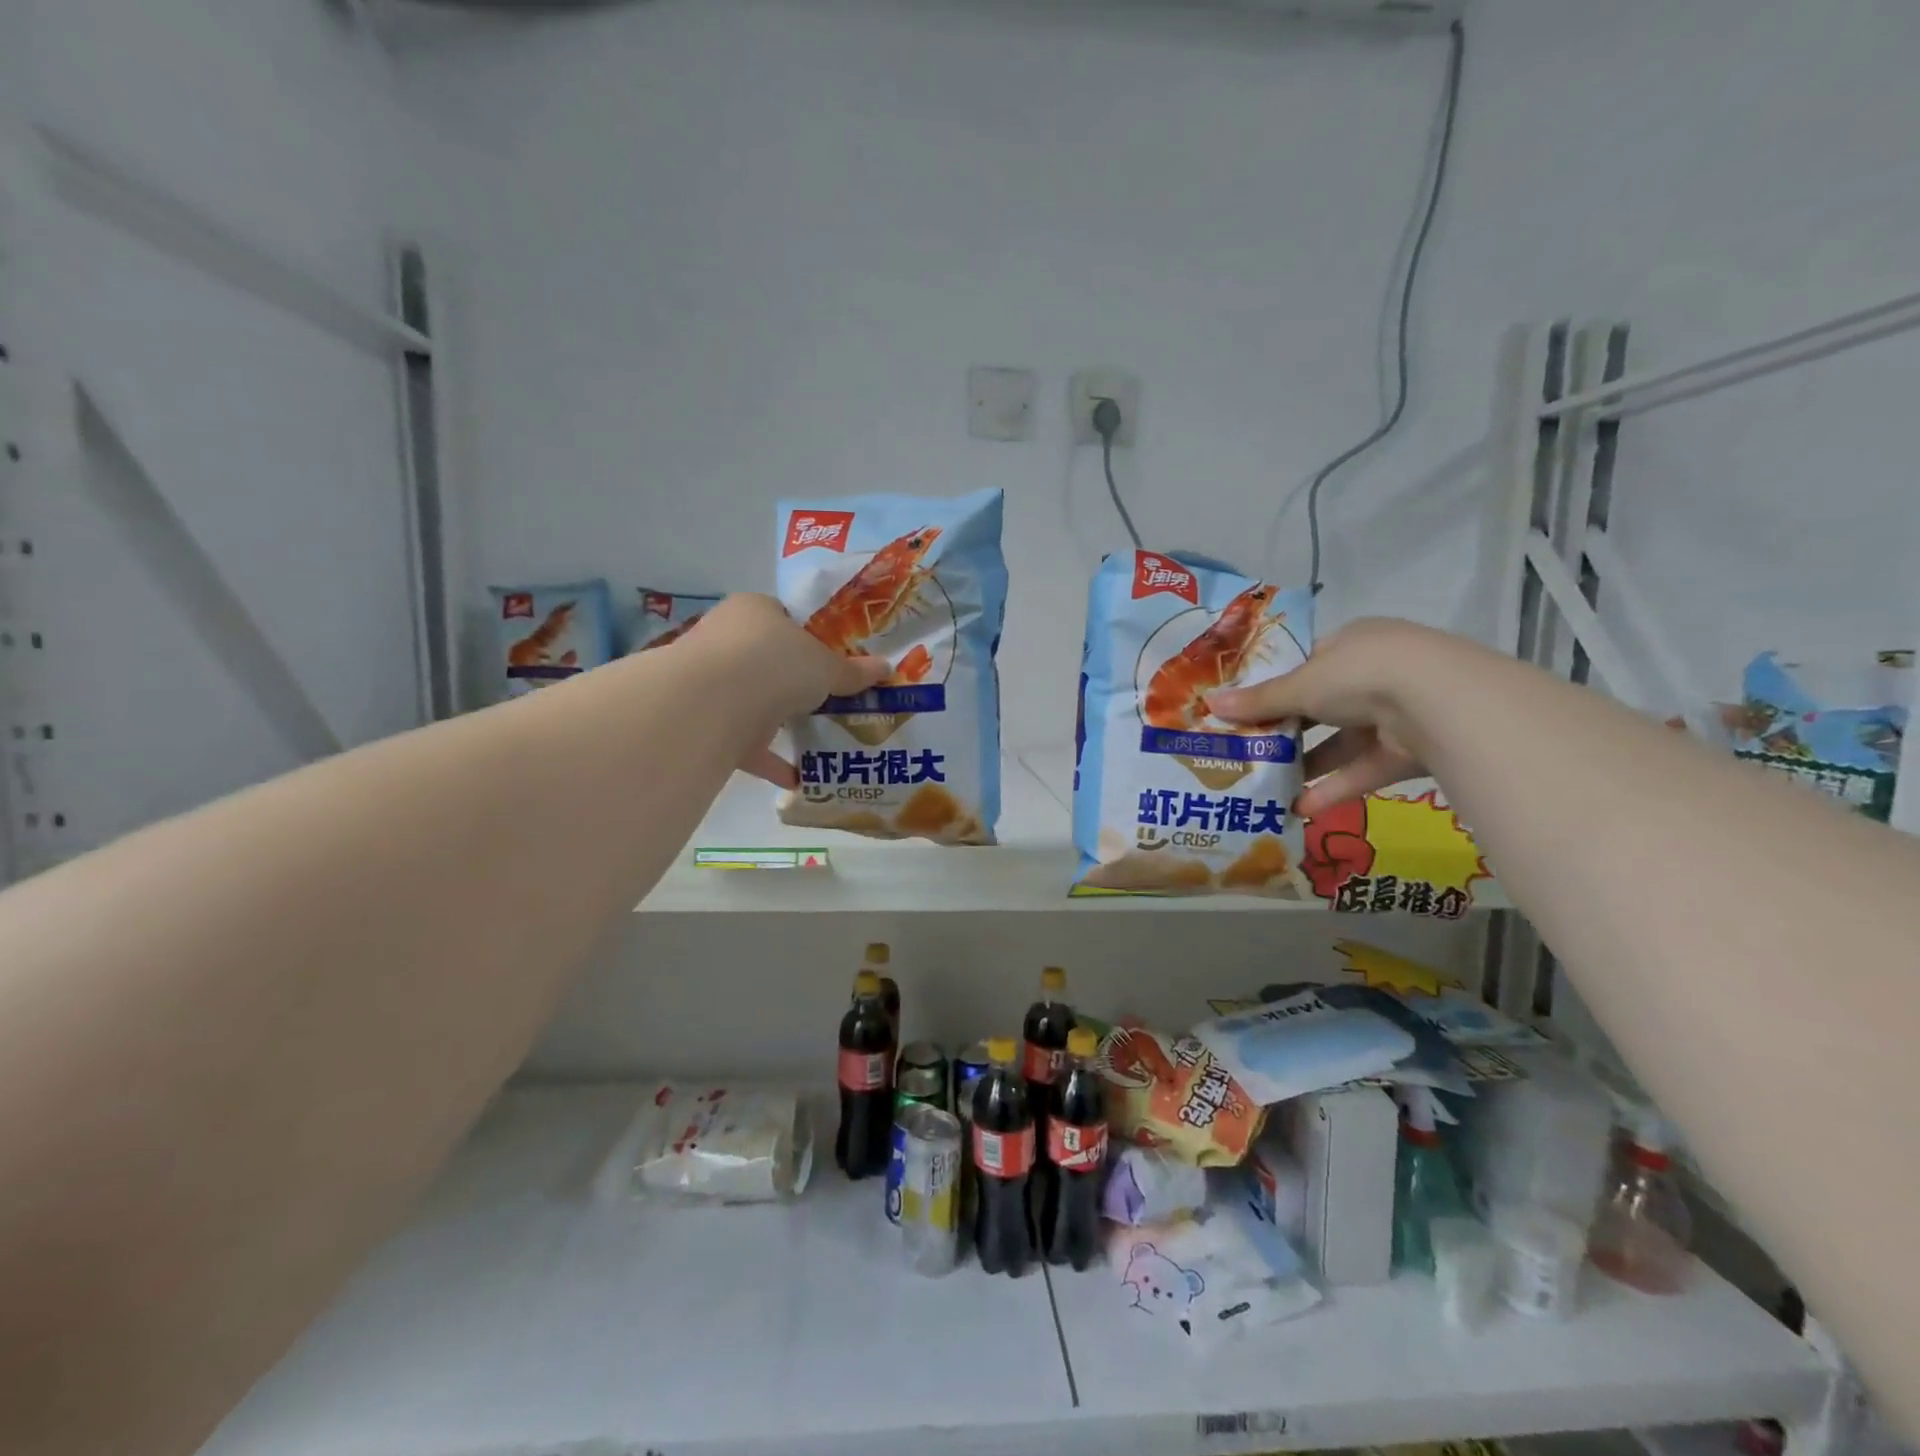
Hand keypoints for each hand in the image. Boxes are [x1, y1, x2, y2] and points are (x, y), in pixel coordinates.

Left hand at [687, 594, 890, 787]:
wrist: (712, 702)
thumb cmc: (775, 662)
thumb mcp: (826, 666)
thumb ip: (853, 671)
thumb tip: (886, 668)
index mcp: (754, 610)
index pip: (782, 617)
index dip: (808, 638)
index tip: (831, 661)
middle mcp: (725, 638)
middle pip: (766, 660)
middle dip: (793, 682)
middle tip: (828, 699)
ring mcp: (711, 681)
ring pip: (752, 700)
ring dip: (778, 721)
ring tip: (815, 737)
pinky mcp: (705, 721)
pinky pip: (743, 741)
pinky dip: (769, 760)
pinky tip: (797, 777)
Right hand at [1205, 618, 1438, 816]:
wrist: (1440, 702)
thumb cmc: (1360, 674)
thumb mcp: (1301, 685)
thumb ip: (1259, 700)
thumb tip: (1209, 703)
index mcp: (1352, 644)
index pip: (1308, 664)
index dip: (1276, 687)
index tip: (1244, 710)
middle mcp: (1375, 675)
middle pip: (1322, 706)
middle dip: (1288, 731)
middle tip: (1250, 751)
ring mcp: (1396, 713)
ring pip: (1342, 743)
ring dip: (1308, 766)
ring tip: (1268, 787)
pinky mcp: (1409, 751)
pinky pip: (1364, 770)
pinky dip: (1334, 788)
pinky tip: (1301, 808)